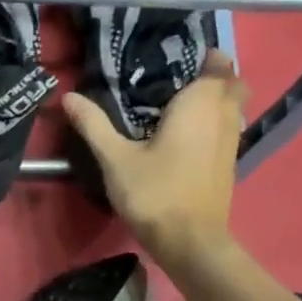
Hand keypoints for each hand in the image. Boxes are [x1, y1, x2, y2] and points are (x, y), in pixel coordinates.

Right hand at [62, 49, 248, 268]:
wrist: (190, 242)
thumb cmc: (155, 193)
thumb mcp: (115, 158)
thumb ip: (94, 124)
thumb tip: (68, 95)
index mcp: (201, 104)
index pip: (218, 64)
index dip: (203, 57)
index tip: (174, 60)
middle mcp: (224, 116)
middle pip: (232, 83)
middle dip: (211, 77)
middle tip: (174, 82)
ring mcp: (232, 142)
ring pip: (233, 108)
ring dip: (215, 101)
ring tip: (177, 107)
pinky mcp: (229, 164)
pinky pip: (227, 129)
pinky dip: (214, 124)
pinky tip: (184, 137)